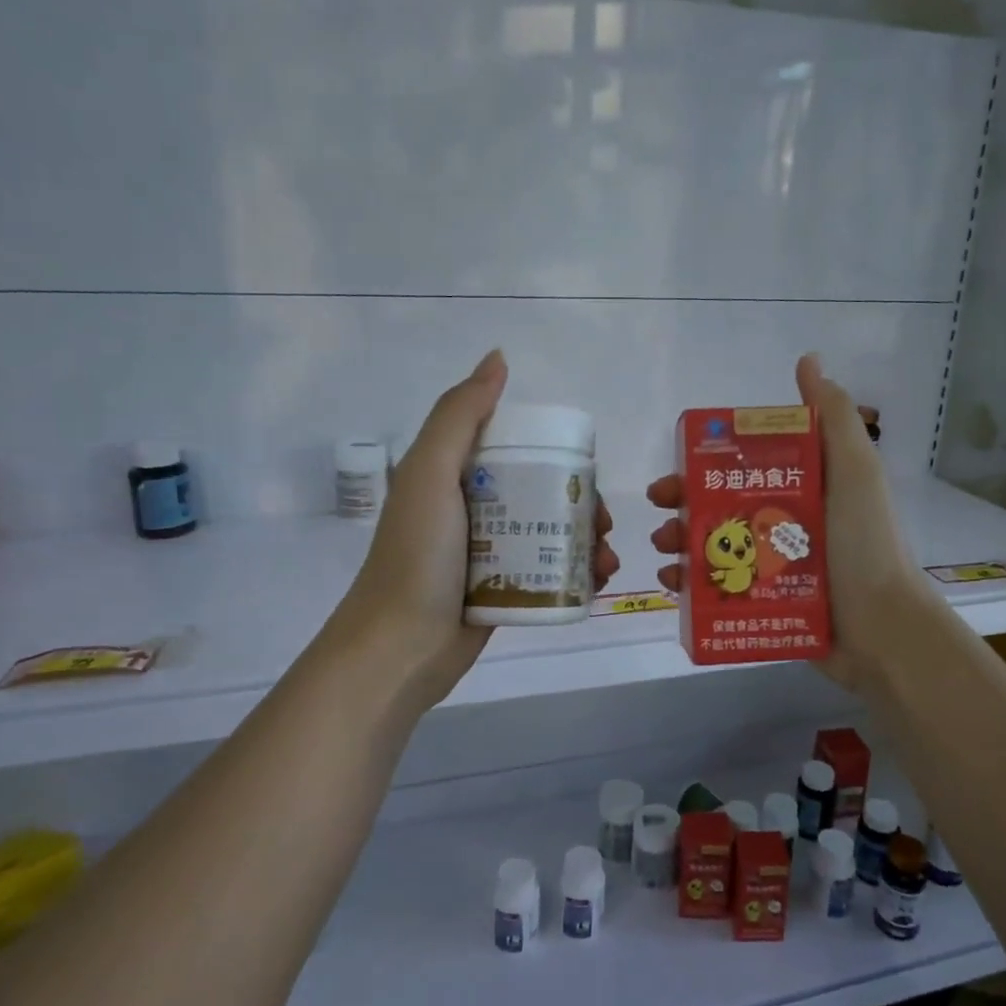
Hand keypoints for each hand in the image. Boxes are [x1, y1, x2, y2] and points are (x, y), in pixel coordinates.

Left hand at [333, 350, 618, 717]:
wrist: (399, 647)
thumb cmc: (417, 554)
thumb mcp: (431, 472)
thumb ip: (461, 414)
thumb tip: (498, 358)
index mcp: (456, 475)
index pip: (519, 450)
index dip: (558, 454)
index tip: (587, 470)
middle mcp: (475, 509)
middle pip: (544, 493)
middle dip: (583, 504)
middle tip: (605, 523)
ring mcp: (490, 552)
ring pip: (551, 533)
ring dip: (588, 540)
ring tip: (606, 559)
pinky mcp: (502, 590)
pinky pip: (548, 571)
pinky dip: (577, 573)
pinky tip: (598, 581)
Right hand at [647, 353, 928, 695]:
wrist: (883, 629)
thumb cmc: (864, 543)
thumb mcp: (855, 470)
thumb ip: (833, 416)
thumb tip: (808, 360)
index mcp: (804, 488)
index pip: (745, 464)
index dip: (710, 460)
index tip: (682, 462)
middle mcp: (785, 523)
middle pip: (722, 504)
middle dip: (685, 501)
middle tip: (661, 505)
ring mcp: (773, 566)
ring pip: (714, 546)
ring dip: (681, 541)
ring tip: (664, 547)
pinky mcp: (764, 604)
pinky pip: (718, 589)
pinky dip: (690, 585)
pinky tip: (672, 584)